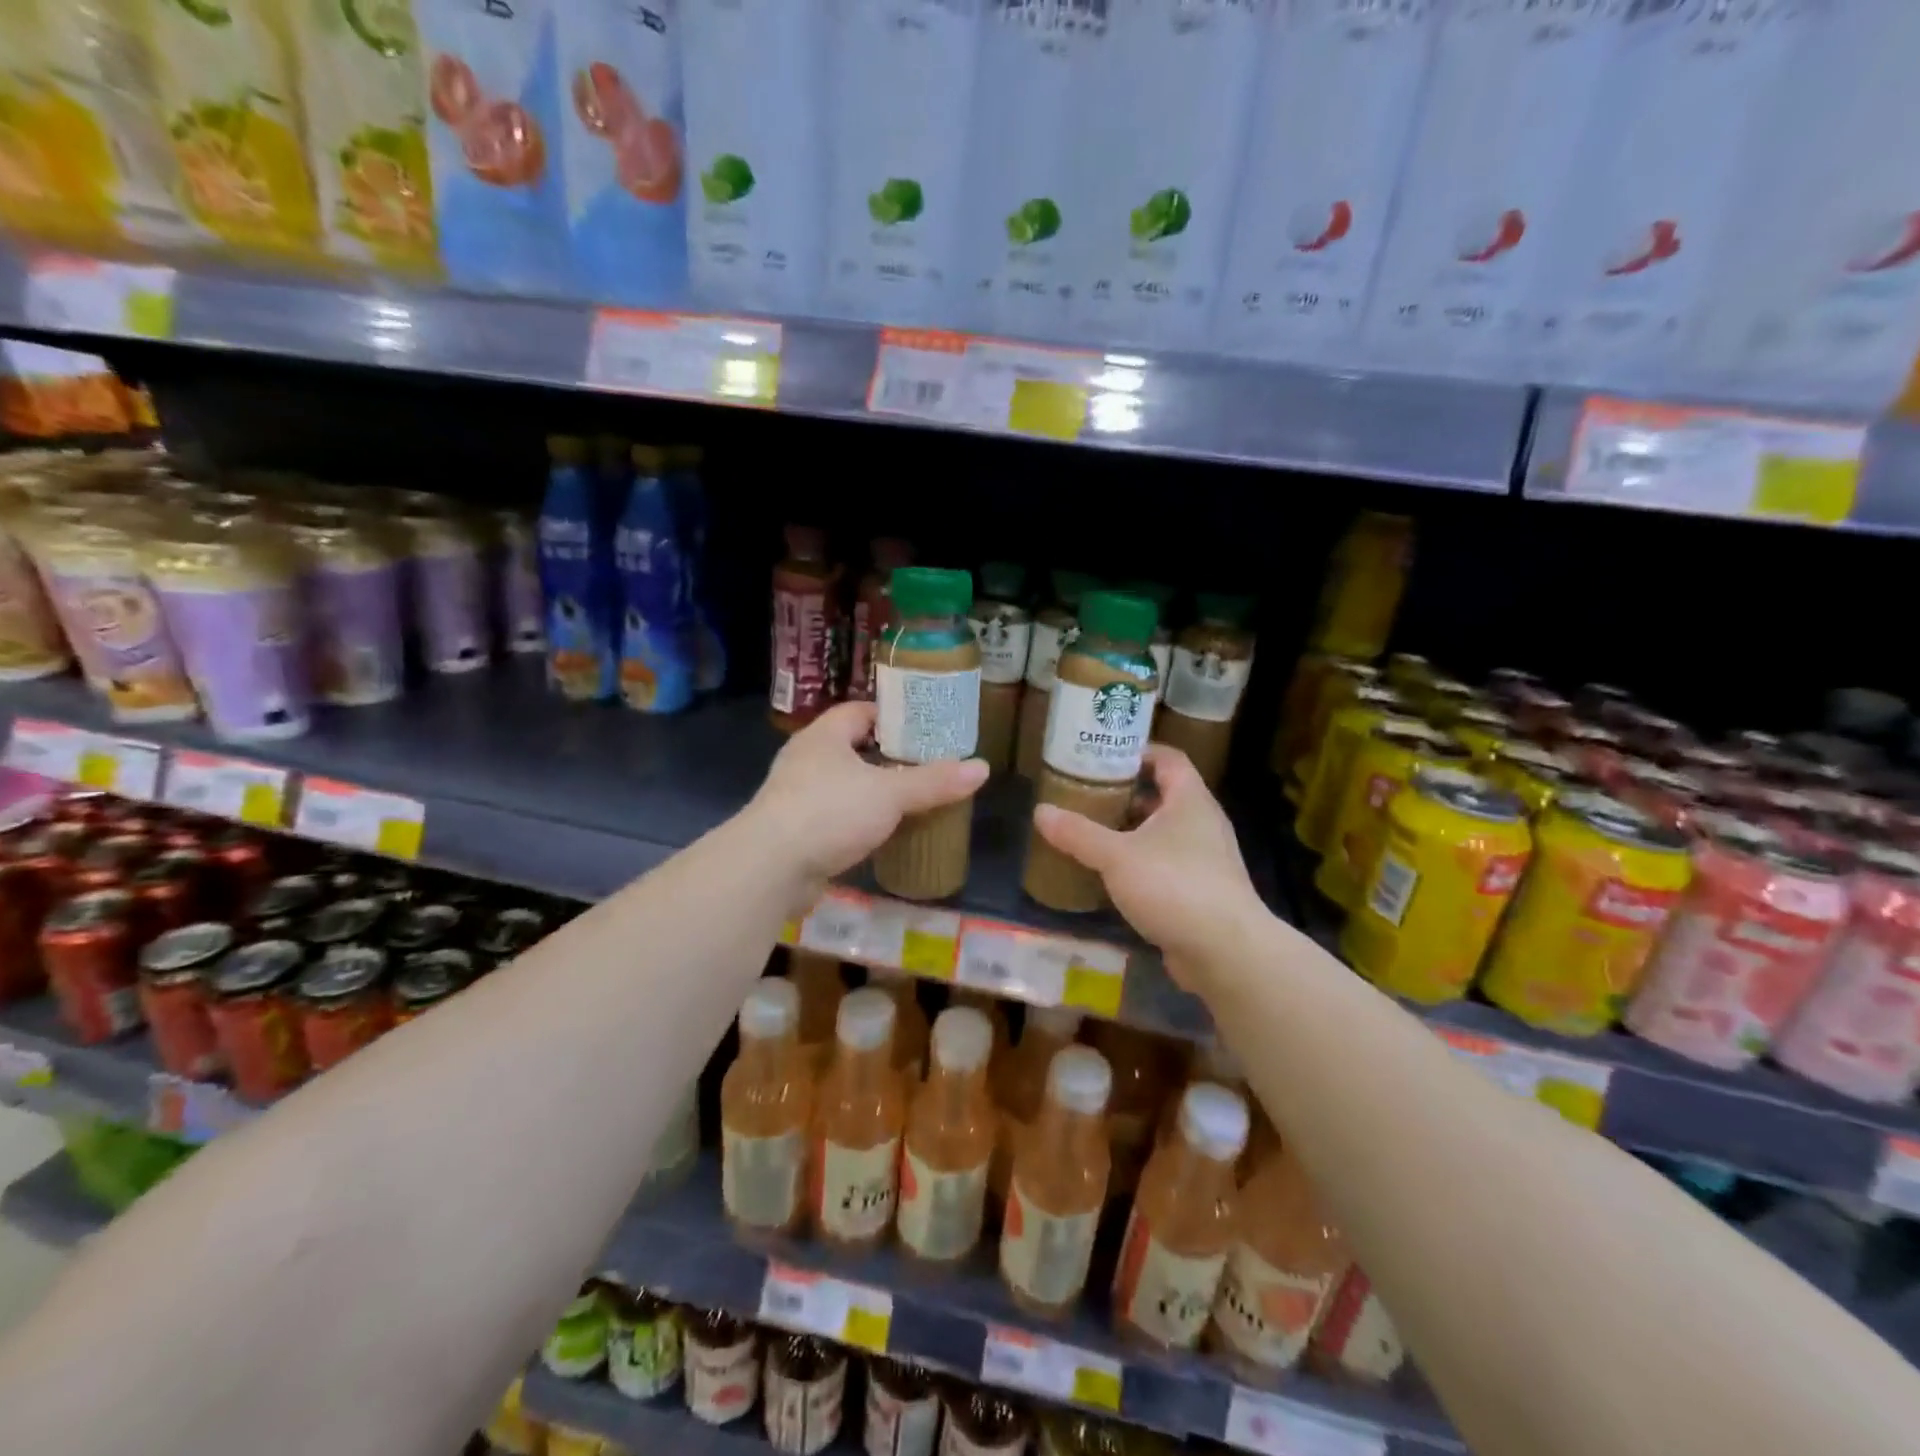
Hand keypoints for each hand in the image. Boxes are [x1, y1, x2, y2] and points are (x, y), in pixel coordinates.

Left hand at [748, 701, 987, 895]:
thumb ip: (934, 782)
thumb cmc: (829, 812)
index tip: (923, 727)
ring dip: (871, 791)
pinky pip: (834, 817)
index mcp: (824, 736)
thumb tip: (983, 767)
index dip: (891, 715)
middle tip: (925, 764)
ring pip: (843, 784)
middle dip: (886, 756)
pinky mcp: (795, 831)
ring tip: (910, 798)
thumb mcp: (890, 794)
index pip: (860, 711)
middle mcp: (806, 759)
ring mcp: (796, 796)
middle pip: (852, 748)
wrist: (770, 868)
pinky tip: (882, 833)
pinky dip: (857, 821)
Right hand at [1032, 745, 1267, 991]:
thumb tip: (1040, 811)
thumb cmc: (1174, 886)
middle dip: (1125, 794)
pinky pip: (1166, 864)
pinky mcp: (1202, 891)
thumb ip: (1078, 833)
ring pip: (1163, 833)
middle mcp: (1202, 822)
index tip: (1103, 755)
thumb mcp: (1117, 856)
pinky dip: (1140, 863)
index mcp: (1189, 800)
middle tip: (1087, 795)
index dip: (1138, 751)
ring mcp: (1206, 858)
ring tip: (1092, 833)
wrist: (1226, 951)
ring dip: (1131, 831)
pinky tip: (1112, 875)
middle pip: (1163, 795)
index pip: (1168, 758)